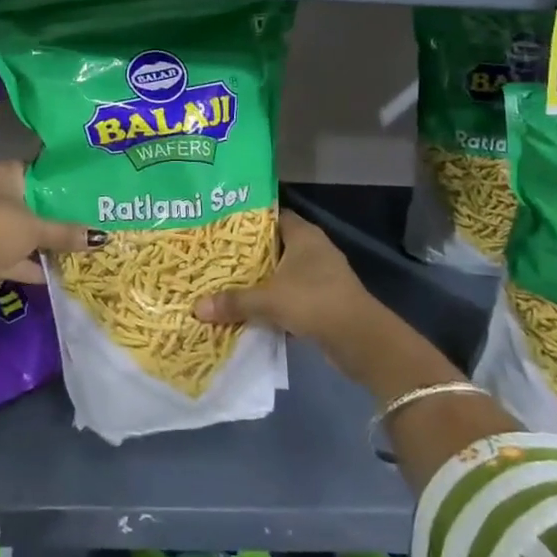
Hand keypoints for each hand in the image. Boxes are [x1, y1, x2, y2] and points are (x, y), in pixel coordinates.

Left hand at [0, 162, 103, 323]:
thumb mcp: (37, 228)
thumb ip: (66, 232)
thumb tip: (102, 237)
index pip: (30, 169)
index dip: (52, 179)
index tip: (77, 188)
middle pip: (24, 202)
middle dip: (47, 214)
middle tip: (79, 217)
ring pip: (16, 230)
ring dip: (37, 242)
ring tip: (71, 247)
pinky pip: (8, 254)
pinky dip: (26, 263)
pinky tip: (51, 273)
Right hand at [194, 209, 377, 347]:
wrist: (360, 339)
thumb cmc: (314, 301)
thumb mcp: (268, 300)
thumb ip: (234, 301)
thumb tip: (196, 308)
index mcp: (303, 234)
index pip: (272, 216)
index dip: (248, 221)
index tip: (221, 227)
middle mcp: (313, 249)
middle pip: (275, 246)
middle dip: (249, 255)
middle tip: (216, 258)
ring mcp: (322, 275)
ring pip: (283, 273)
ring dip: (262, 281)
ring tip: (227, 284)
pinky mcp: (325, 300)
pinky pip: (292, 295)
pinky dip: (275, 303)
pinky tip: (252, 311)